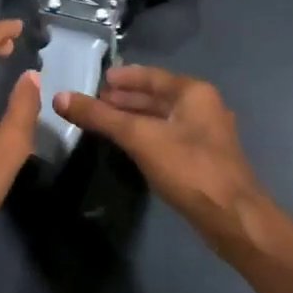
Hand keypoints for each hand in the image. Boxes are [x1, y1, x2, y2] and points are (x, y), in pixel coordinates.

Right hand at [55, 66, 267, 250]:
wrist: (231, 216)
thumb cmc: (188, 167)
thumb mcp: (139, 137)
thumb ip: (100, 117)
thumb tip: (60, 98)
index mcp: (193, 92)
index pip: (151, 76)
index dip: (123, 78)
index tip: (98, 80)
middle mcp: (203, 106)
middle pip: (157, 96)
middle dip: (126, 99)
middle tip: (94, 103)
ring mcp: (206, 134)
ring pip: (163, 118)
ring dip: (135, 118)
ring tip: (105, 122)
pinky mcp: (203, 158)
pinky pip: (168, 136)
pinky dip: (146, 135)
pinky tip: (128, 145)